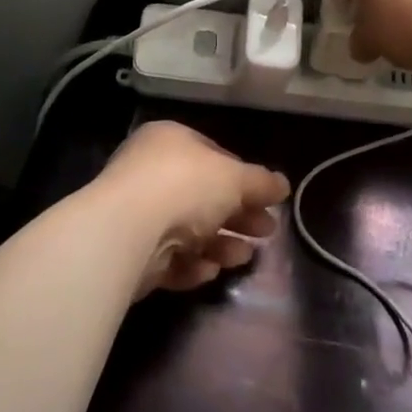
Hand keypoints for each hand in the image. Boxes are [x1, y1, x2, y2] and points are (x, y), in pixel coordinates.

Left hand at [93, 121, 288, 296]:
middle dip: (238, 215)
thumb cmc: (185, 186)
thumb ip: (261, 182)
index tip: (268, 199)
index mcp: (171, 141)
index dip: (244, 178)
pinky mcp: (130, 253)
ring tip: (244, 257)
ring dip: (220, 243)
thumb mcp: (235, 178)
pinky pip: (168, 257)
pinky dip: (191, 264)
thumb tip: (284, 185)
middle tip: (266, 231)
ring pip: (188, 229)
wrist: (127, 231)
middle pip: (204, 196)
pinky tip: (210, 270)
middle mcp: (150, 172)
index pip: (214, 156)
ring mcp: (137, 213)